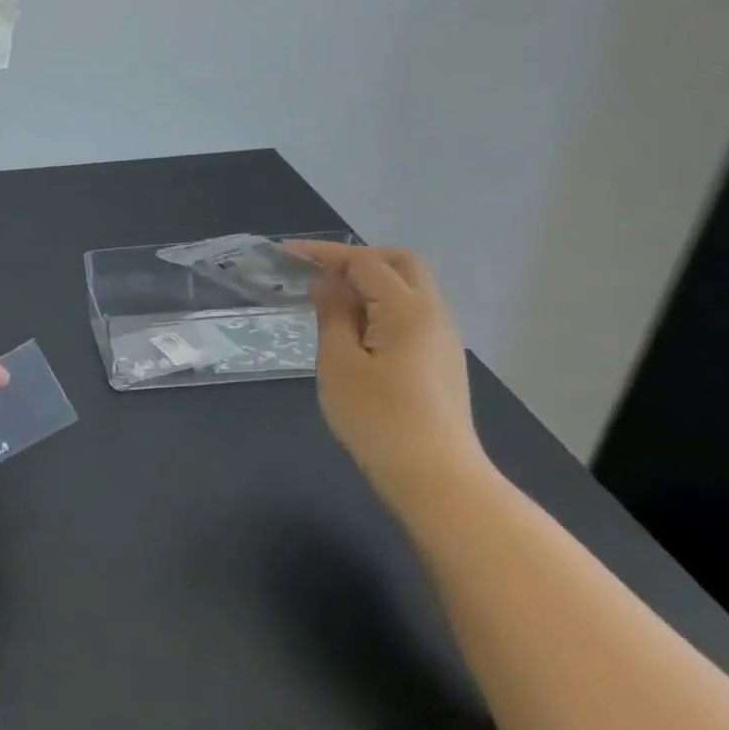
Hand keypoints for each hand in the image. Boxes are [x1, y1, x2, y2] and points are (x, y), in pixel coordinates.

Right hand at [284, 242, 488, 508]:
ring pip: (410, 287)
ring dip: (370, 282)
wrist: (434, 475)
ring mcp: (442, 338)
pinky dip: (381, 304)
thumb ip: (332, 315)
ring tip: (329, 300)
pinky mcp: (441, 359)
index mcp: (407, 309)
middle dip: (357, 258)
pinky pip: (411, 312)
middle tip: (316, 271)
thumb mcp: (339, 363)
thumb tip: (327, 282)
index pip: (365, 262)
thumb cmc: (377, 417)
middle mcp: (433, 314)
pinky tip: (355, 328)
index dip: (325, 253)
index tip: (285, 254)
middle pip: (400, 263)